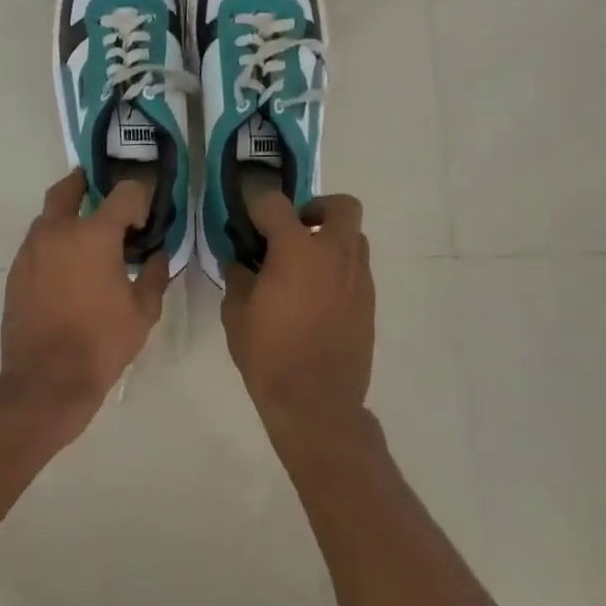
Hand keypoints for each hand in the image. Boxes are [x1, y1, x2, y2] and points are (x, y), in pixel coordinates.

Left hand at [0, 170, 170, 446]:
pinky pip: (37, 243)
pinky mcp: (16, 270)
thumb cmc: (101, 342)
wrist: (46, 380)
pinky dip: (54, 243)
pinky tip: (68, 268)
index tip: (145, 218)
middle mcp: (57, 230)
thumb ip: (155, 274)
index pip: (124, 193)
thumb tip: (159, 254)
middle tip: (104, 194)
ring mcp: (31, 249)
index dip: (139, 198)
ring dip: (69, 216)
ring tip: (88, 238)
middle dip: (88, 184)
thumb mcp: (143, 311)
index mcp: (94, 234)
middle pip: (69, 188)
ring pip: (49, 216)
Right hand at [222, 192, 374, 449]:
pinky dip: (338, 269)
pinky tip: (316, 297)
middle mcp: (334, 254)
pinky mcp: (369, 301)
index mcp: (297, 250)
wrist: (316, 401)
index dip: (257, 206)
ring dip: (330, 240)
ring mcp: (358, 277)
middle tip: (293, 231)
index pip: (275, 203)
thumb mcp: (236, 314)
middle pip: (341, 206)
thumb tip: (240, 261)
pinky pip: (356, 268)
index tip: (247, 221)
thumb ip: (237, 277)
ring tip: (305, 267)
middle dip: (316, 209)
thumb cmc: (269, 355)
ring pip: (353, 237)